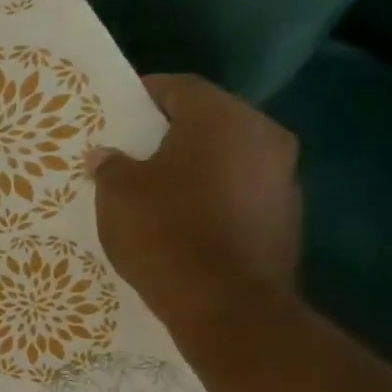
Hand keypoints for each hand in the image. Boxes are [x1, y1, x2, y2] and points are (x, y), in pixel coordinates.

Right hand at [88, 75, 300, 336]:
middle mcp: (263, 135)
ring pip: (227, 155)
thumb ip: (111, 166)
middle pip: (208, 120)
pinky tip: (181, 218)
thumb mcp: (117, 195)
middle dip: (168, 131)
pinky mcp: (284, 214)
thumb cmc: (165, 232)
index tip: (116, 109)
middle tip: (130, 148)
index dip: (144, 94)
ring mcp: (282, 176)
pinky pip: (238, 189)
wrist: (227, 303)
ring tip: (152, 187)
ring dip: (192, 164)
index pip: (179, 88)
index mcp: (221, 119)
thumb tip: (106, 154)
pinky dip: (210, 194)